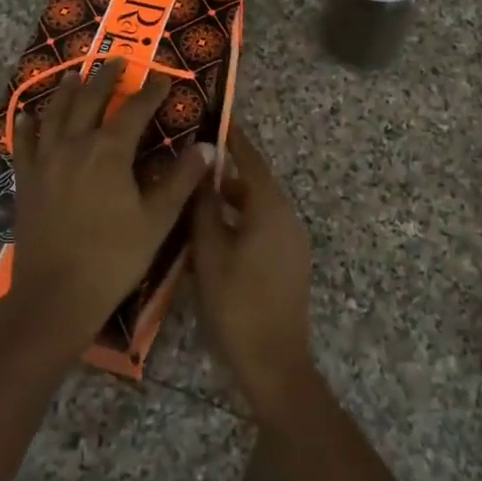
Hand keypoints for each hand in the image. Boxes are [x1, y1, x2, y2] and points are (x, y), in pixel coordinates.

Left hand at [7, 58, 215, 362]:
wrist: (55, 296)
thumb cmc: (113, 258)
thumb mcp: (157, 221)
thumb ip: (182, 180)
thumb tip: (208, 147)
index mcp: (109, 152)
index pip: (134, 110)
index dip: (150, 92)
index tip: (163, 79)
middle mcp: (74, 145)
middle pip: (90, 100)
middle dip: (106, 78)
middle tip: (117, 61)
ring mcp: (45, 161)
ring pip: (55, 114)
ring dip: (67, 91)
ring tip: (75, 75)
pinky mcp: (26, 181)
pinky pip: (23, 143)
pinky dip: (25, 126)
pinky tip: (26, 116)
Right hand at [189, 124, 315, 410]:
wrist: (275, 363)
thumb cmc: (236, 303)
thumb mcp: (209, 252)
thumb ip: (204, 206)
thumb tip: (203, 165)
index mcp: (270, 208)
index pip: (250, 159)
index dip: (233, 138)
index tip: (215, 117)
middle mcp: (286, 217)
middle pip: (253, 183)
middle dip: (223, 172)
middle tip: (190, 162)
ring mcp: (291, 241)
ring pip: (255, 208)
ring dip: (228, 201)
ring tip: (192, 198)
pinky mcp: (288, 262)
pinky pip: (261, 228)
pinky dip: (238, 221)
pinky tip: (210, 234)